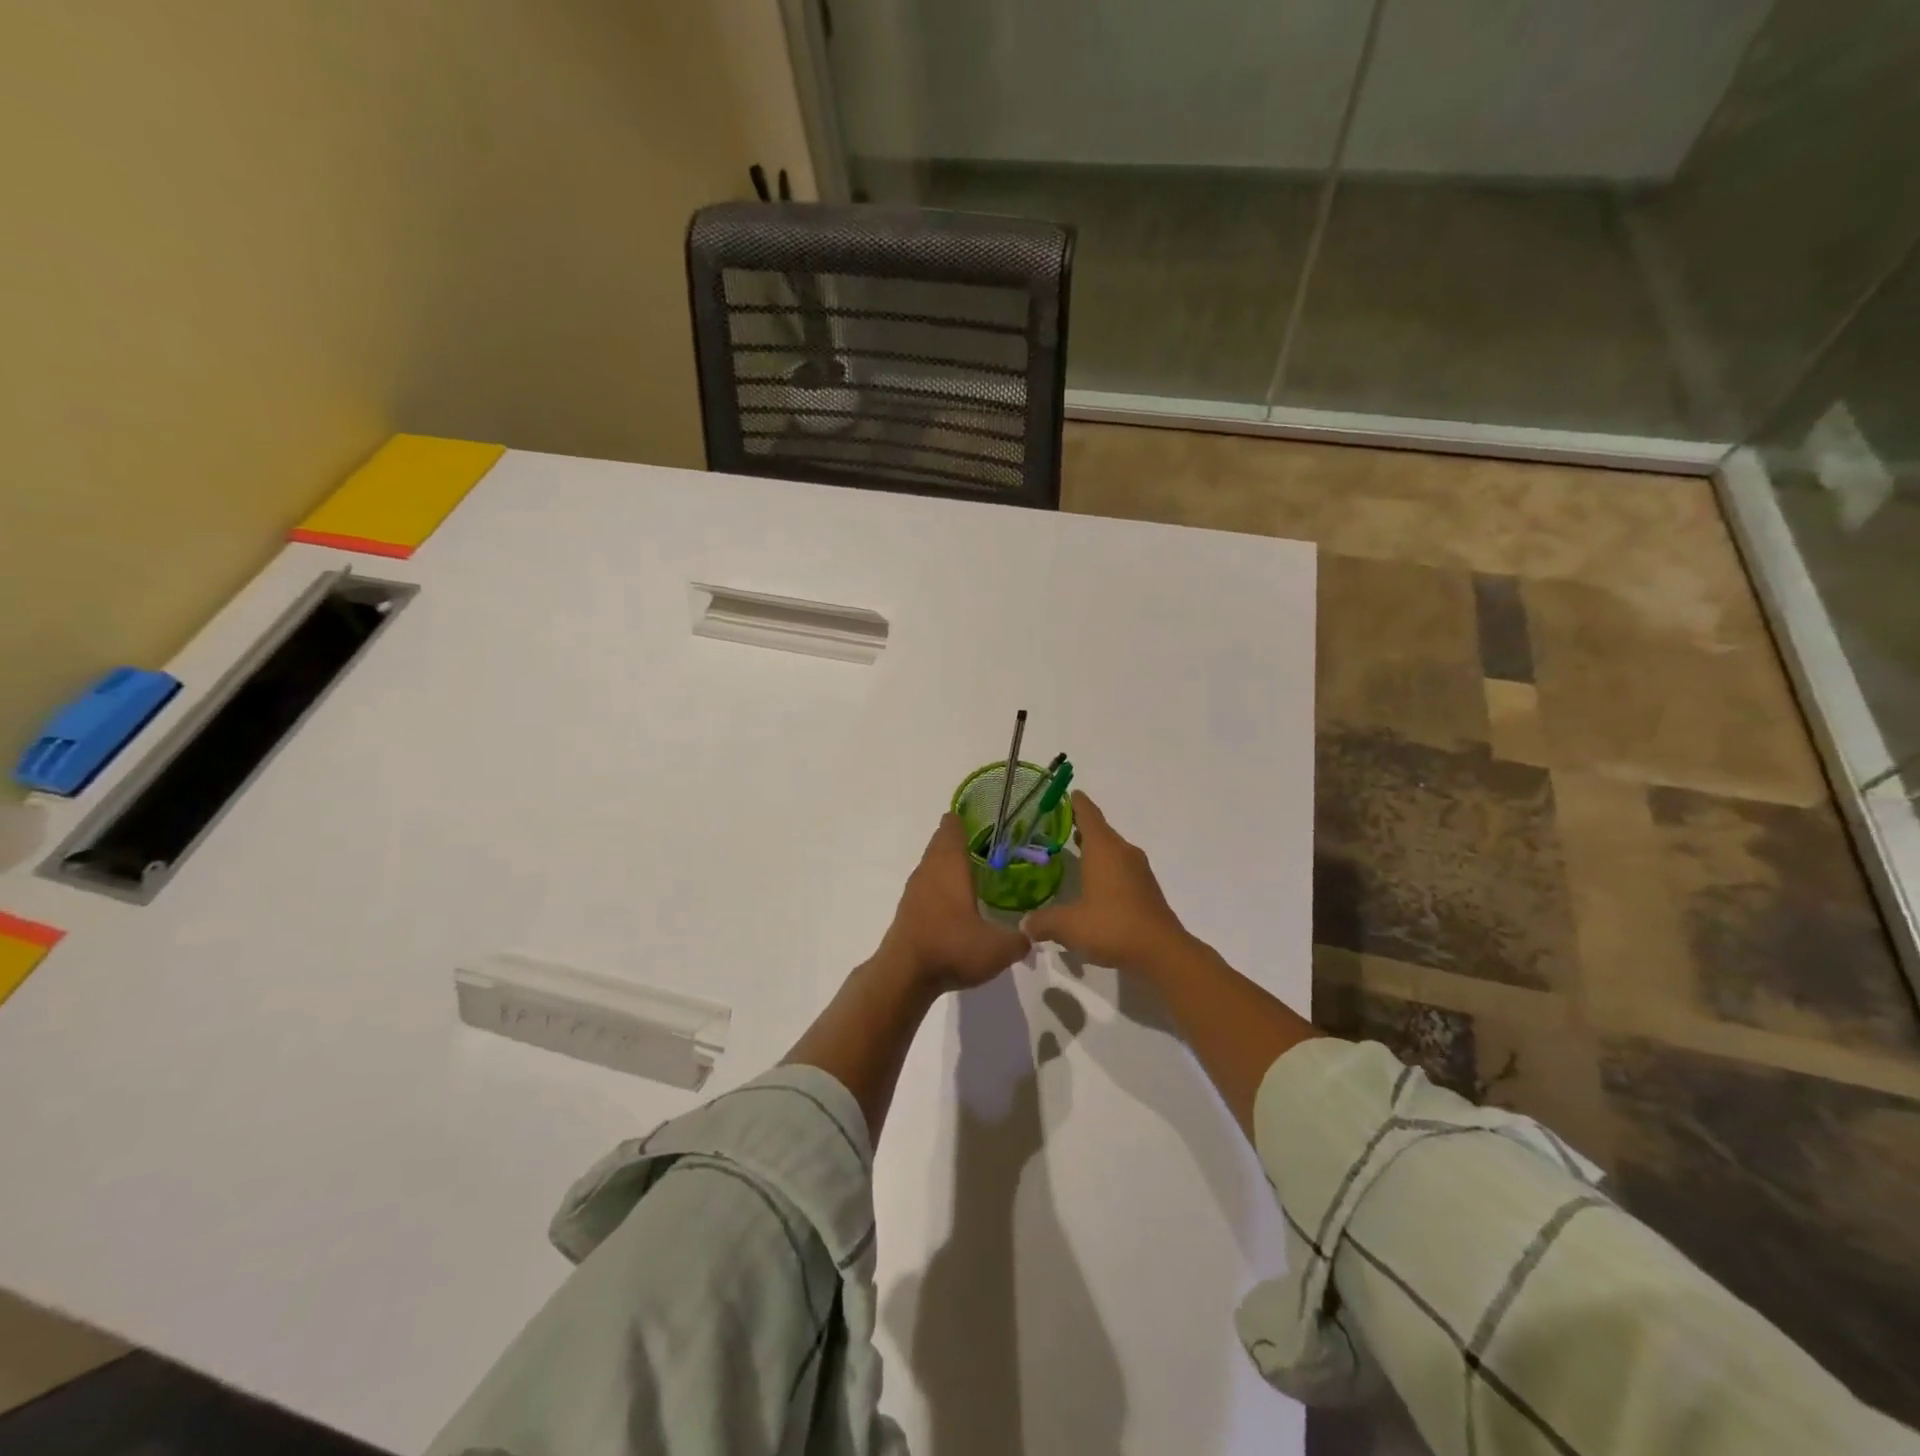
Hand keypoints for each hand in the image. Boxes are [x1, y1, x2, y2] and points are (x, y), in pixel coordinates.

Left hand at [875, 813, 1029, 993]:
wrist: (904, 975)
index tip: (978, 814)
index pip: (952, 829)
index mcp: (950, 866)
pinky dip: (938, 884)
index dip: (963, 819)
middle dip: (957, 839)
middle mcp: (929, 870)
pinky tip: (952, 899)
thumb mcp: (998, 949)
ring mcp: (914, 890)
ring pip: (930, 864)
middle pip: (940, 843)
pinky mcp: (907, 910)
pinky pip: (925, 886)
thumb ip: (1020, 939)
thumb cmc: (952, 948)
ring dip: (945, 862)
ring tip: (969, 867)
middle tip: (982, 841)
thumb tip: (1031, 935)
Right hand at [1021, 792, 1194, 975]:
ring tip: (1073, 851)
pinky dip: (1106, 868)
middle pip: (1101, 831)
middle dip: (1081, 826)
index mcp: (1104, 849)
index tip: (1068, 793)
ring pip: (1112, 850)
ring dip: (1094, 848)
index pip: (1088, 814)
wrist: (1162, 952)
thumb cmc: (1112, 926)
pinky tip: (1093, 885)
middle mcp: (1123, 852)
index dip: (1076, 803)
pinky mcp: (1146, 889)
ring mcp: (1139, 871)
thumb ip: (1043, 922)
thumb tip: (1024, 925)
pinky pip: (1121, 868)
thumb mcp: (1068, 926)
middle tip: (1058, 825)